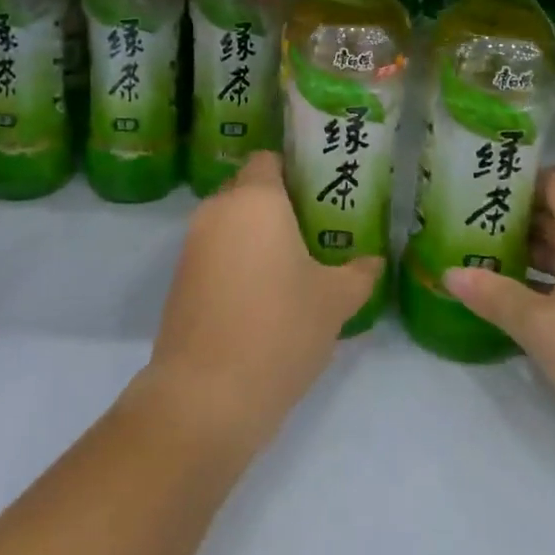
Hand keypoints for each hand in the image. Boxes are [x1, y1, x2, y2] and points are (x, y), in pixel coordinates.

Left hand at [147, 152, 383, 456]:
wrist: (207, 394)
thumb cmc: (280, 328)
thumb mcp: (334, 301)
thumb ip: (358, 274)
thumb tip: (375, 261)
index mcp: (255, 199)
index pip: (269, 160)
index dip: (294, 171)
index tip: (319, 194)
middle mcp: (218, 210)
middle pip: (248, 190)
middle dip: (277, 205)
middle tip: (313, 232)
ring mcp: (192, 244)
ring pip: (230, 223)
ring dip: (255, 236)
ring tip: (292, 267)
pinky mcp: (179, 279)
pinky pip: (214, 253)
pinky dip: (236, 262)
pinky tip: (261, 297)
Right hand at [443, 167, 554, 442]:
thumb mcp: (543, 329)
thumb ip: (495, 296)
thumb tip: (451, 273)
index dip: (519, 179)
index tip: (480, 189)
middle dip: (515, 219)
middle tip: (468, 228)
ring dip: (533, 253)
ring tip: (486, 262)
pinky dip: (554, 279)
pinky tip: (527, 302)